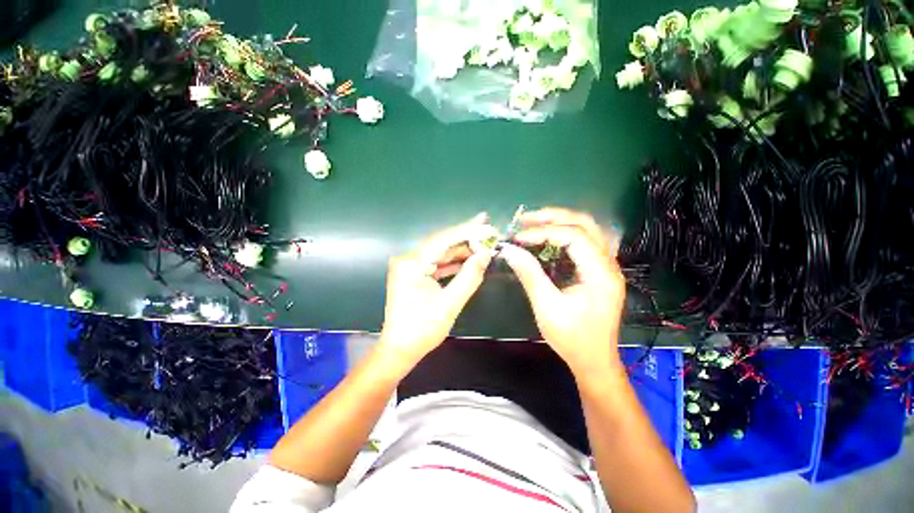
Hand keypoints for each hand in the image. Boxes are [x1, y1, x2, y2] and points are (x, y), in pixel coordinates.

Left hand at [378, 214, 496, 367]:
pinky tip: (470, 257)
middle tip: (489, 230)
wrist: (399, 349)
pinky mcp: (415, 273)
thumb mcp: (450, 304)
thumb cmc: (422, 330)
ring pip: (441, 251)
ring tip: (484, 243)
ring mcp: (411, 265)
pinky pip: (437, 262)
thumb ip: (469, 276)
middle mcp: (409, 258)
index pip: (443, 240)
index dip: (467, 231)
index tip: (487, 224)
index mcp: (412, 263)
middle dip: (466, 237)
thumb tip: (486, 254)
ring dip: (462, 249)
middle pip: (442, 242)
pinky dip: (454, 261)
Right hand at [499, 208, 624, 376]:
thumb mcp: (547, 307)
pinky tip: (548, 238)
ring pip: (588, 229)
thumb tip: (509, 250)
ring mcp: (607, 267)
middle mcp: (609, 265)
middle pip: (586, 224)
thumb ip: (529, 275)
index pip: (574, 236)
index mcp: (600, 274)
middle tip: (526, 219)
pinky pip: (585, 242)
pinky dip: (565, 234)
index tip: (518, 237)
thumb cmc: (572, 339)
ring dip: (560, 222)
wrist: (595, 361)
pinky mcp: (599, 271)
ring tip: (534, 223)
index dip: (544, 232)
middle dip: (554, 217)